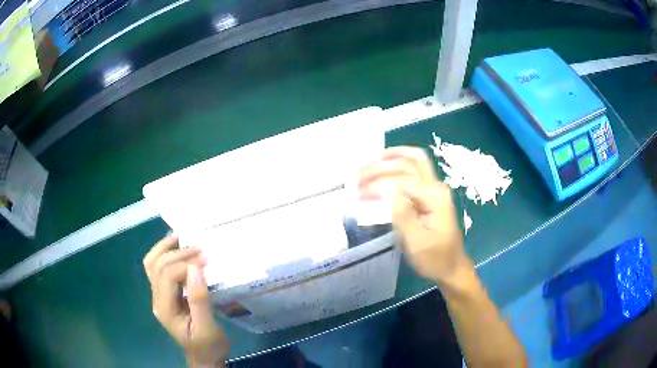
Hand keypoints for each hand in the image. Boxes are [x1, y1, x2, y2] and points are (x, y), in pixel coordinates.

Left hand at [143, 234, 228, 366]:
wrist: (203, 357)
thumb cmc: (208, 346)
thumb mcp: (208, 327)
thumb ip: (199, 300)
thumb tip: (195, 268)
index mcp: (165, 308)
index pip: (167, 276)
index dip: (185, 264)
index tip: (207, 260)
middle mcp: (157, 299)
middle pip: (158, 266)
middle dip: (178, 253)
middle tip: (201, 249)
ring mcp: (158, 295)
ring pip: (152, 263)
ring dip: (165, 247)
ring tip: (182, 236)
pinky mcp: (165, 294)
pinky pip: (158, 268)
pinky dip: (165, 254)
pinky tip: (177, 248)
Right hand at [359, 147, 472, 285]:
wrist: (452, 268)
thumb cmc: (435, 258)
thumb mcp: (417, 242)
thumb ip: (403, 215)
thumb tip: (386, 191)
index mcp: (434, 198)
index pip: (403, 180)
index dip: (378, 183)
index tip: (358, 193)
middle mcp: (436, 187)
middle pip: (410, 162)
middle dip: (382, 164)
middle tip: (359, 172)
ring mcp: (434, 190)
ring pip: (413, 162)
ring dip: (390, 160)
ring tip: (369, 163)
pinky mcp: (430, 196)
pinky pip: (413, 173)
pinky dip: (396, 168)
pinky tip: (383, 169)